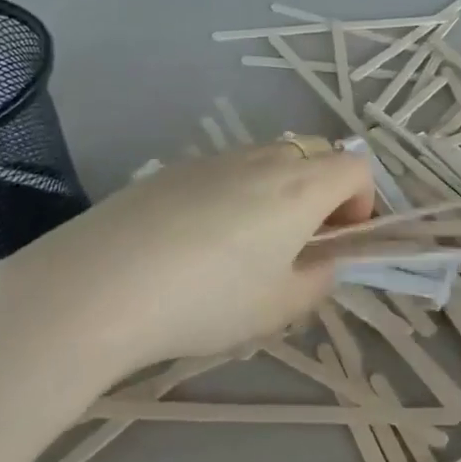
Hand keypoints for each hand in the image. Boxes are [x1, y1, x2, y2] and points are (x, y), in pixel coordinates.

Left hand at [0, 143, 372, 394]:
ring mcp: (215, 158)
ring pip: (268, 161)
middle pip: (316, 154)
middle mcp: (264, 159)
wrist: (96, 286)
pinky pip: (225, 171)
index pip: (358, 167)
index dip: (363, 202)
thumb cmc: (206, 299)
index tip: (340, 242)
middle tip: (299, 243)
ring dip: (278, 193)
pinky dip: (234, 195)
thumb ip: (318, 280)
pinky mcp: (173, 169)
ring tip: (245, 247)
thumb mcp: (279, 307)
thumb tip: (320, 263)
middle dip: (323, 192)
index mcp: (301, 186)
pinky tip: (196, 243)